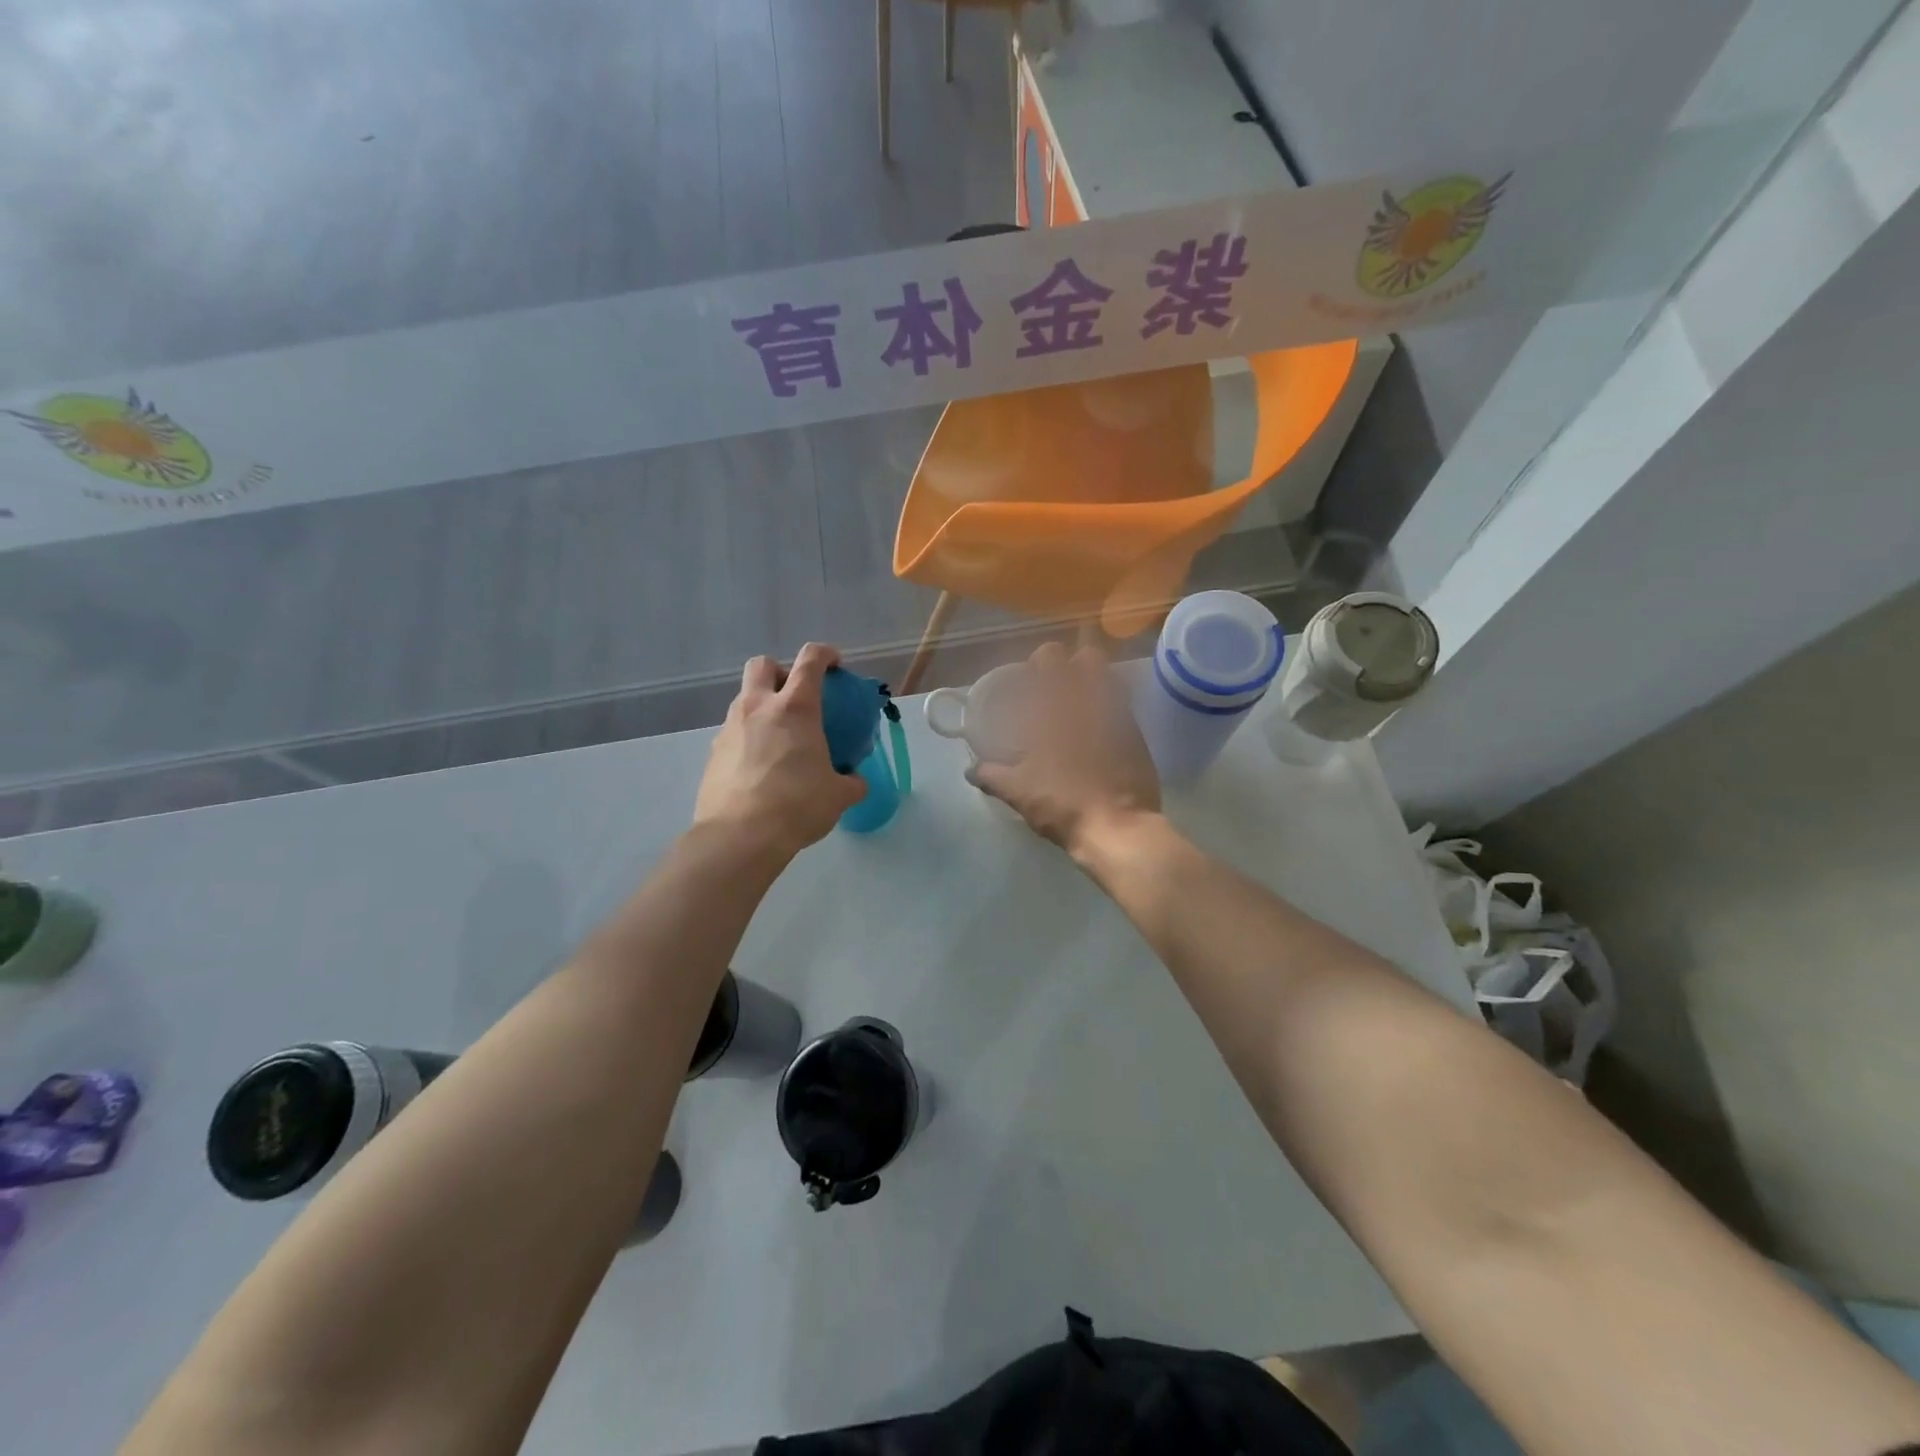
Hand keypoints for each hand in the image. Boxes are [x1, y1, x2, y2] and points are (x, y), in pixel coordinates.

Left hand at [694, 644, 865, 863]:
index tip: (835, 664)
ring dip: (762, 706)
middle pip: (763, 665)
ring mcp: (730, 728)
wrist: (740, 836)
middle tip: (796, 696)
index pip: (811, 660)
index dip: (825, 654)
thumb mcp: (838, 795)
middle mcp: (758, 707)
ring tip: (779, 738)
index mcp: (795, 708)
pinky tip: (760, 766)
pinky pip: (733, 732)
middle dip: (781, 671)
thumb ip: (851, 782)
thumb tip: (855, 781)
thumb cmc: (797, 805)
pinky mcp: (713, 753)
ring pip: (744, 698)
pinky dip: (748, 738)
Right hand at [969, 642, 1160, 859]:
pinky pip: (1125, 709)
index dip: (1042, 660)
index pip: (1051, 657)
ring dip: (1097, 685)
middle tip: (1061, 687)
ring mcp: (1120, 716)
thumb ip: (992, 775)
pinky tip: (1100, 733)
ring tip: (1081, 707)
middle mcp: (1091, 701)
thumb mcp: (1018, 792)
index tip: (1033, 676)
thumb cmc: (1062, 803)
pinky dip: (1112, 712)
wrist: (1117, 828)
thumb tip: (970, 770)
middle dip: (1075, 664)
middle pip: (1089, 658)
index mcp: (1057, 706)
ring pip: (1112, 680)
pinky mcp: (1139, 736)